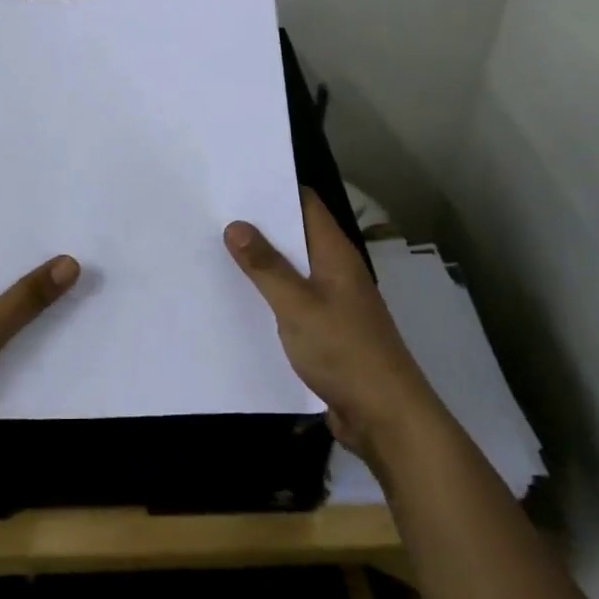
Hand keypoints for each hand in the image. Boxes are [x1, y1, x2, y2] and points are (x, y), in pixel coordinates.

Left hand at [0, 236, 79, 489]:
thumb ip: (26, 298)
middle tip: (83, 260)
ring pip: (0, 316)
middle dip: (35, 273)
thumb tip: (70, 261)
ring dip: (32, 311)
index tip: (62, 228)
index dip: (21, 235)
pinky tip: (55, 345)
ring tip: (80, 297)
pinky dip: (21, 345)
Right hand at [225, 189, 439, 464]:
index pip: (305, 204)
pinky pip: (293, 299)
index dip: (273, 189)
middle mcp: (336, 270)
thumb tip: (236, 225)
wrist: (386, 416)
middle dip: (259, 225)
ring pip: (292, 269)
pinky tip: (240, 299)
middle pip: (296, 235)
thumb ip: (266, 267)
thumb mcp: (297, 306)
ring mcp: (333, 300)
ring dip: (262, 262)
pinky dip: (270, 294)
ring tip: (216, 251)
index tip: (234, 182)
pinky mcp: (327, 329)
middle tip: (213, 215)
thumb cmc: (344, 351)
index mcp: (335, 254)